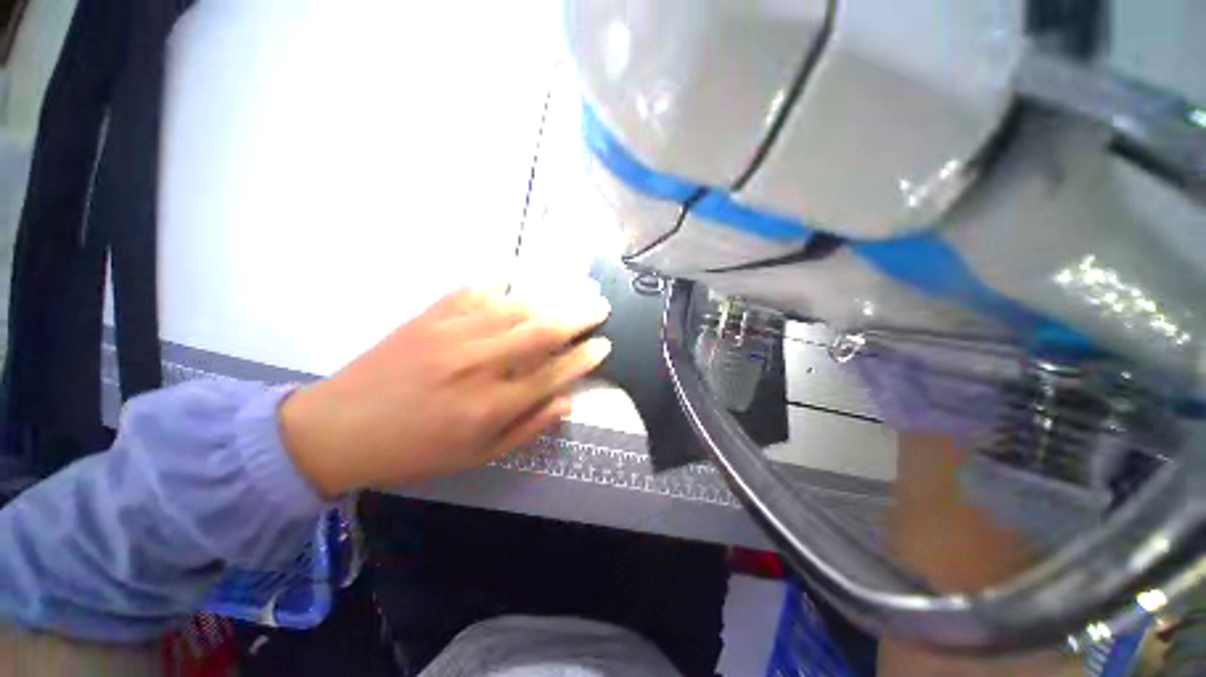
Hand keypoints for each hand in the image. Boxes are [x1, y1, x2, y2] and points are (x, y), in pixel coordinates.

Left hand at [279, 286, 611, 496]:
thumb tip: (567, 400)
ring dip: (551, 297)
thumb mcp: (477, 457)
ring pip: (516, 307)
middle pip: (542, 331)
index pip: (554, 373)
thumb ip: (527, 428)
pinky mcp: (430, 316)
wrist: (339, 429)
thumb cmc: (415, 451)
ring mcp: (453, 334)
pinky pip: (475, 290)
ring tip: (574, 289)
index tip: (604, 345)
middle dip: (579, 316)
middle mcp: (479, 364)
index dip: (584, 357)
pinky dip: (502, 282)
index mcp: (491, 405)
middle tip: (600, 305)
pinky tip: (519, 279)